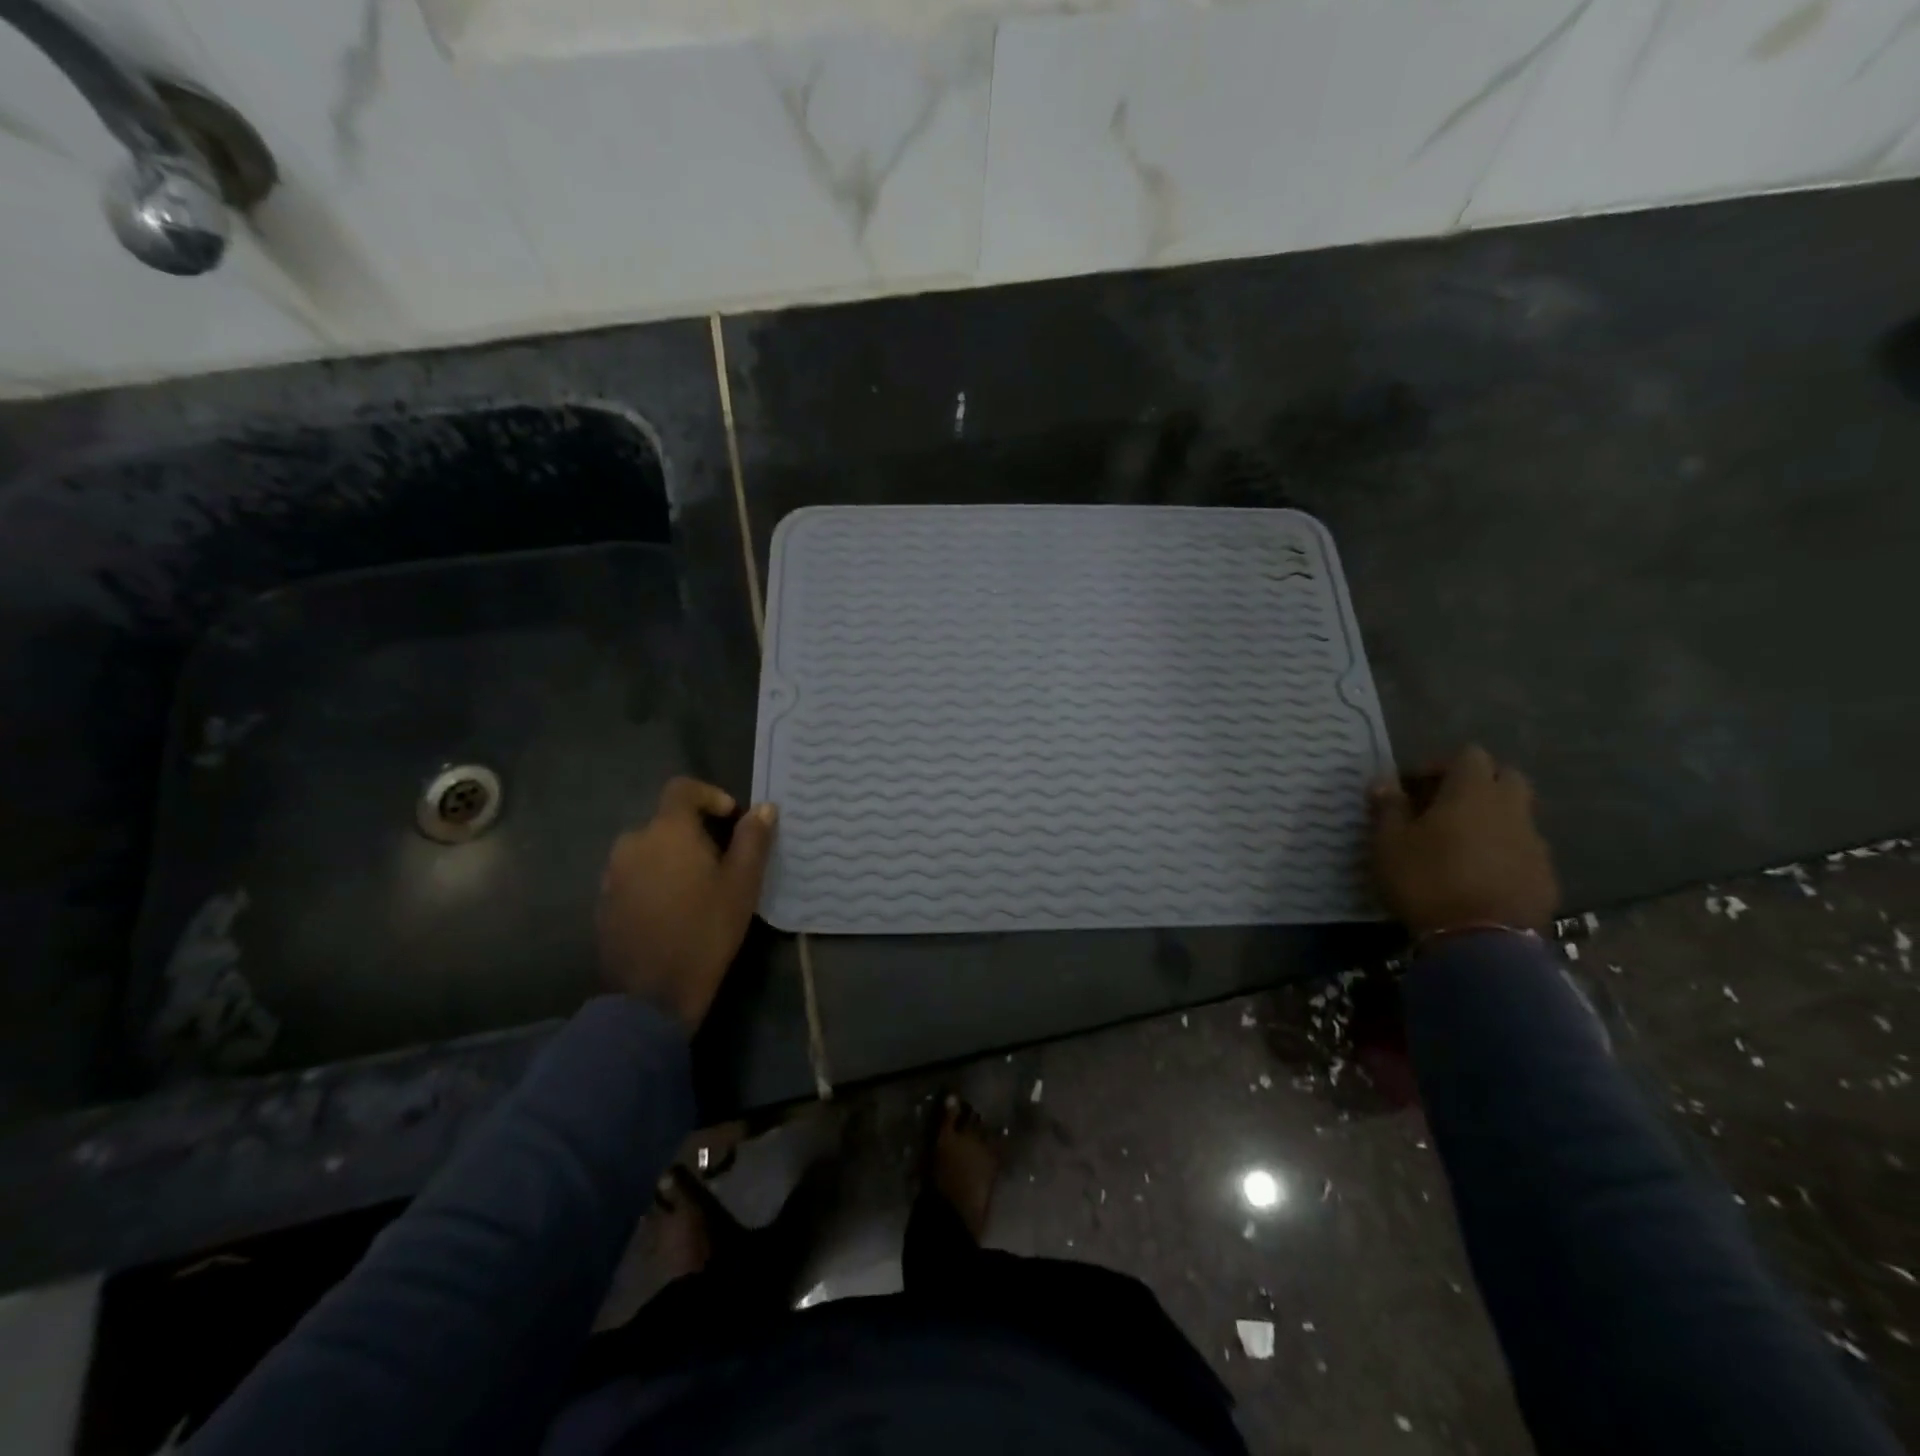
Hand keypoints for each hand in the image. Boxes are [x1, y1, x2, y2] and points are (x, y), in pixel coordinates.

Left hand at [597, 777, 777, 1032]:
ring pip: (650, 850)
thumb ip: (753, 840)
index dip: (710, 795)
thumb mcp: (742, 884)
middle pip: (666, 821)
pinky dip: (656, 880)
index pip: (682, 789)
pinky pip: (635, 875)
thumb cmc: (705, 931)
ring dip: (675, 857)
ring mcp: (613, 874)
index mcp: (666, 831)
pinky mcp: (604, 902)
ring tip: (701, 888)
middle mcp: (632, 843)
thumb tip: (763, 808)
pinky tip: (675, 910)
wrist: (651, 996)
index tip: (732, 818)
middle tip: (724, 861)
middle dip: (696, 833)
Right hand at [1368, 745, 1558, 937]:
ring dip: (1492, 819)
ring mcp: (1535, 844)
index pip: (1469, 755)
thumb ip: (1388, 807)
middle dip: (1477, 784)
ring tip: (1460, 844)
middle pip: (1505, 777)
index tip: (1415, 787)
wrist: (1480, 942)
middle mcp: (1511, 809)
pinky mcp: (1546, 877)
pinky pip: (1525, 850)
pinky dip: (1504, 852)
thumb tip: (1384, 782)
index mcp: (1472, 793)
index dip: (1440, 765)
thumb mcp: (1388, 843)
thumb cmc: (1426, 881)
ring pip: (1518, 815)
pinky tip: (1480, 875)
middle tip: (1443, 807)